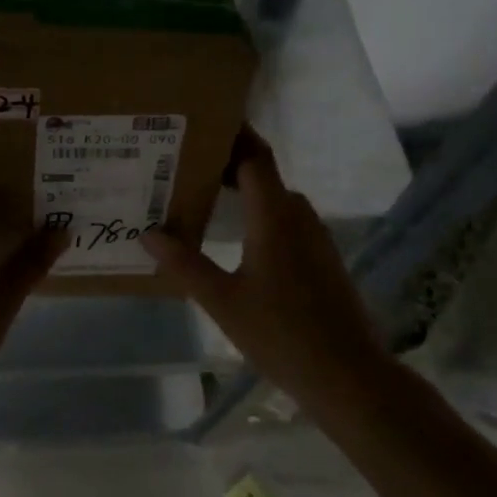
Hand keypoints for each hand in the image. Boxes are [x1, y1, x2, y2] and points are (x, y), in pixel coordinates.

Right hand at [142, 127, 383, 398]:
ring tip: (203, 194)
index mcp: (275, 217)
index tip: (203, 120)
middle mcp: (299, 217)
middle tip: (185, 162)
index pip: (255, 157)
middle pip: (263, 174)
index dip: (234, 134)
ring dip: (244, 190)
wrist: (349, 376)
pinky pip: (285, 221)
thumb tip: (148, 232)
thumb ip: (183, 264)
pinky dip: (258, 214)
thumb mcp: (222, 301)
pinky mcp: (322, 259)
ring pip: (275, 199)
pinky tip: (236, 236)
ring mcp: (315, 238)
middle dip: (227, 162)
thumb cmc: (281, 334)